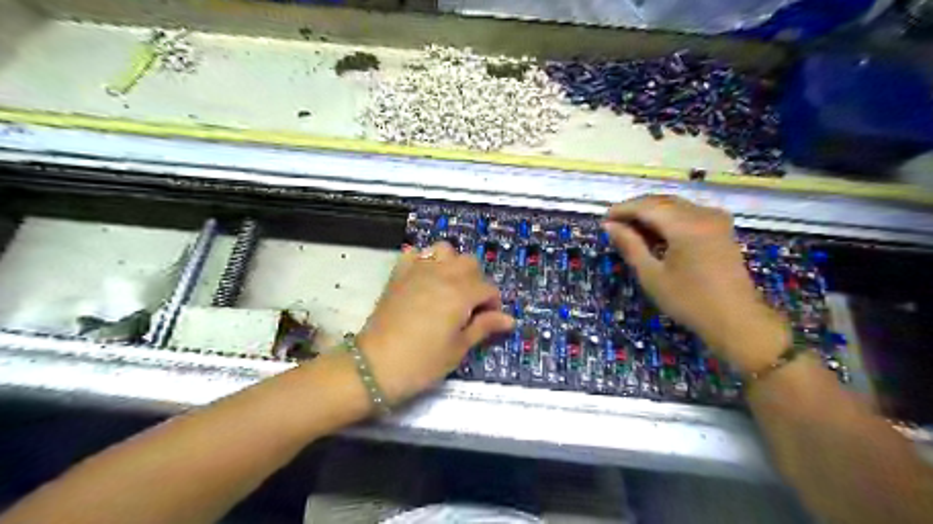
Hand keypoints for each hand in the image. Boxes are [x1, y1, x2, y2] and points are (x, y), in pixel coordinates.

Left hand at [358, 242, 516, 403]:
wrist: (375, 365)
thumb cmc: (423, 362)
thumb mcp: (458, 348)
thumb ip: (484, 327)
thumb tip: (509, 319)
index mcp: (461, 293)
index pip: (488, 288)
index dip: (493, 304)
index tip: (489, 320)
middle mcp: (442, 274)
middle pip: (470, 263)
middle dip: (476, 280)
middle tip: (470, 305)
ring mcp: (418, 270)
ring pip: (444, 250)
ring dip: (452, 264)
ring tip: (449, 286)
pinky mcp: (399, 274)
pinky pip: (414, 253)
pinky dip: (423, 260)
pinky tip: (424, 278)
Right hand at [602, 194, 789, 371]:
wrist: (736, 320)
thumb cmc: (689, 301)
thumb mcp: (652, 275)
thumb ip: (630, 245)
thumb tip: (610, 226)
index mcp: (685, 225)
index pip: (647, 206)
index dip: (623, 209)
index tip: (604, 219)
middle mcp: (703, 214)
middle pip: (662, 201)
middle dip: (637, 209)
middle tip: (615, 224)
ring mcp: (716, 220)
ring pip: (676, 206)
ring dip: (652, 213)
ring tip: (632, 229)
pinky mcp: (721, 229)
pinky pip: (689, 213)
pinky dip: (669, 218)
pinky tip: (657, 233)